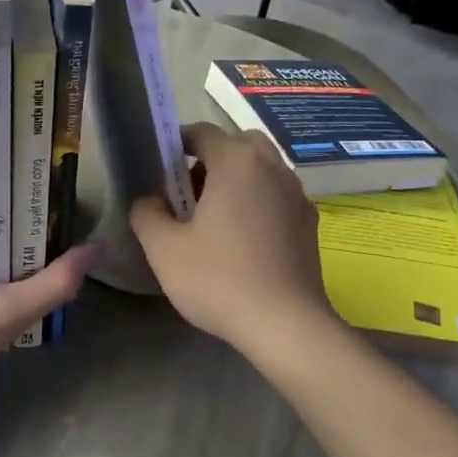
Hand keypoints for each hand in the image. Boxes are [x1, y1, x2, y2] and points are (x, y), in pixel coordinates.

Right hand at [130, 122, 334, 354]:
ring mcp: (297, 195)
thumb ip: (147, 213)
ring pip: (262, 169)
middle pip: (238, 144)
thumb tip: (149, 198)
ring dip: (237, 180)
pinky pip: (278, 196)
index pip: (202, 132)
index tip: (161, 171)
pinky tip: (244, 239)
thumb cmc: (219, 280)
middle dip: (211, 159)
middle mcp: (273, 168)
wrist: (286, 324)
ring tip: (215, 218)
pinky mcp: (309, 223)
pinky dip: (258, 201)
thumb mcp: (164, 249)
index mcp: (237, 163)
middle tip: (189, 193)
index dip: (177, 144)